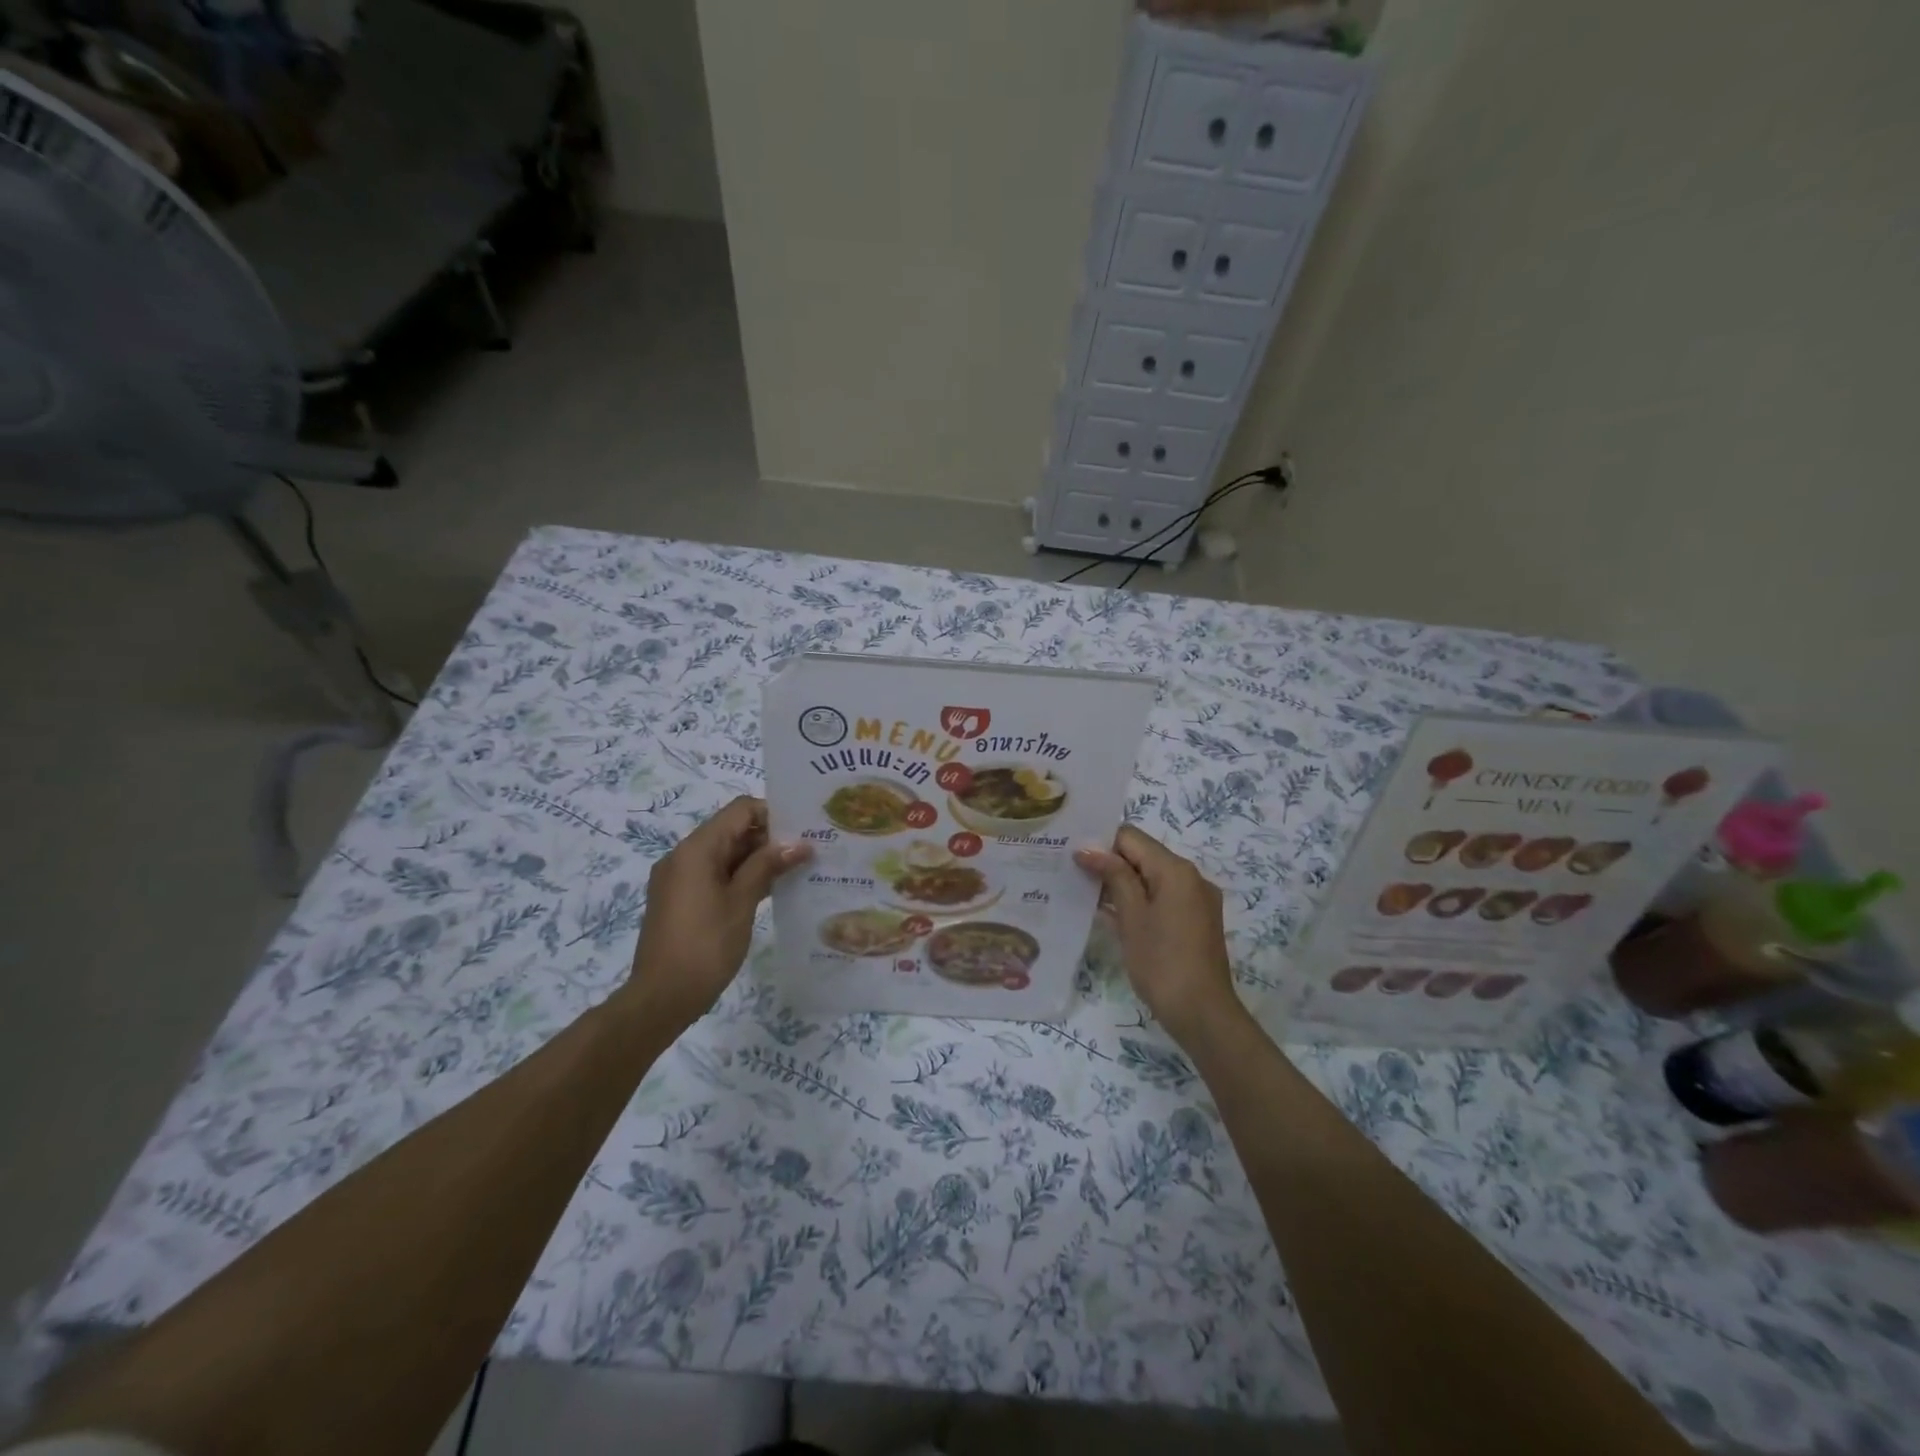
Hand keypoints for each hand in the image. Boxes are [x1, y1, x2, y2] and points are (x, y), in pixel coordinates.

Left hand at [621, 797, 810, 1030]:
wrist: (661, 998)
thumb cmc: (705, 946)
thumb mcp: (742, 902)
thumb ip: (768, 866)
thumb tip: (799, 844)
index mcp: (696, 849)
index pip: (740, 810)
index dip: (772, 815)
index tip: (802, 831)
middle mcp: (683, 856)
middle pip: (731, 830)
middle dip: (768, 838)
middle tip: (807, 851)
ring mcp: (679, 878)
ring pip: (724, 854)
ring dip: (757, 859)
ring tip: (795, 870)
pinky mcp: (680, 899)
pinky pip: (714, 874)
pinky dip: (740, 876)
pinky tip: (769, 890)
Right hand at [1075, 826, 1240, 1046]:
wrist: (1202, 1014)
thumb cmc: (1161, 962)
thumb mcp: (1132, 916)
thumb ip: (1113, 876)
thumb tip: (1088, 848)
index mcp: (1176, 870)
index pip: (1131, 838)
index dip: (1101, 844)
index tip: (1074, 859)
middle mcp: (1191, 877)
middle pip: (1143, 856)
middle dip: (1109, 864)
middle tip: (1073, 875)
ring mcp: (1196, 900)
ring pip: (1152, 878)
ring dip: (1122, 884)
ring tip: (1086, 895)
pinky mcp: (1196, 921)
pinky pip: (1162, 898)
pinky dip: (1139, 901)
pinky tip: (1112, 916)